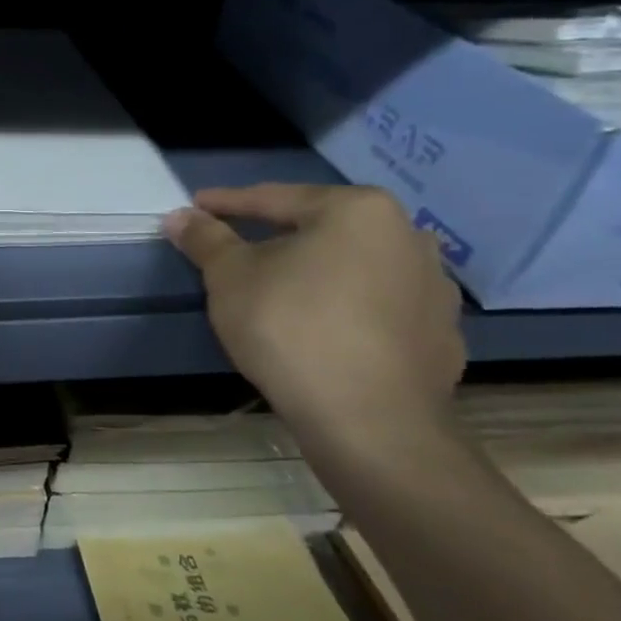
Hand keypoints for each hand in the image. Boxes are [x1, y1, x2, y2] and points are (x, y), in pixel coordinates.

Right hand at [166, 184, 464, 447]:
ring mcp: (434, 289)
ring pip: (354, 267)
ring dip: (315, 272)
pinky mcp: (441, 337)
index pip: (276, 198)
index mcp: (358, 211)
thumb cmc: (291, 327)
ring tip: (279, 288)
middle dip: (277, 236)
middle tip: (236, 247)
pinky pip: (378, 308)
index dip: (228, 204)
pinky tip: (321, 327)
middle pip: (321, 229)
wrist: (370, 422)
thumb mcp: (229, 277)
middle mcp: (408, 237)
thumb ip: (206, 239)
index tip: (196, 207)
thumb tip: (179, 217)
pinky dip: (345, 308)